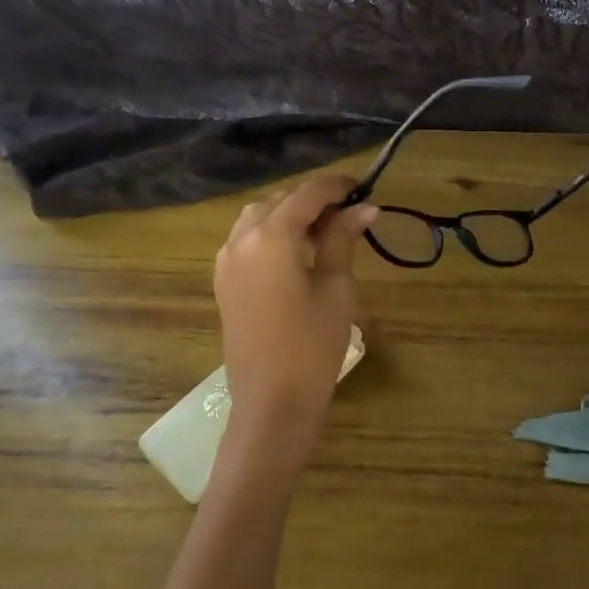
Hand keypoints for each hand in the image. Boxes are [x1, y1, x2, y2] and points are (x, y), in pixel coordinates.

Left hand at [215, 177, 377, 453]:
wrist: (272, 402)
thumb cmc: (312, 345)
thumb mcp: (335, 288)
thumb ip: (342, 240)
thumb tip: (364, 208)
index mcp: (270, 237)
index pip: (306, 194)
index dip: (336, 186)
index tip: (363, 187)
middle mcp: (240, 240)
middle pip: (279, 201)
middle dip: (313, 200)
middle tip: (350, 214)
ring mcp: (226, 262)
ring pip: (258, 218)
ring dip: (290, 215)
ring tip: (325, 232)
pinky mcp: (224, 282)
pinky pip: (246, 241)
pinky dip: (271, 234)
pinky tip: (298, 253)